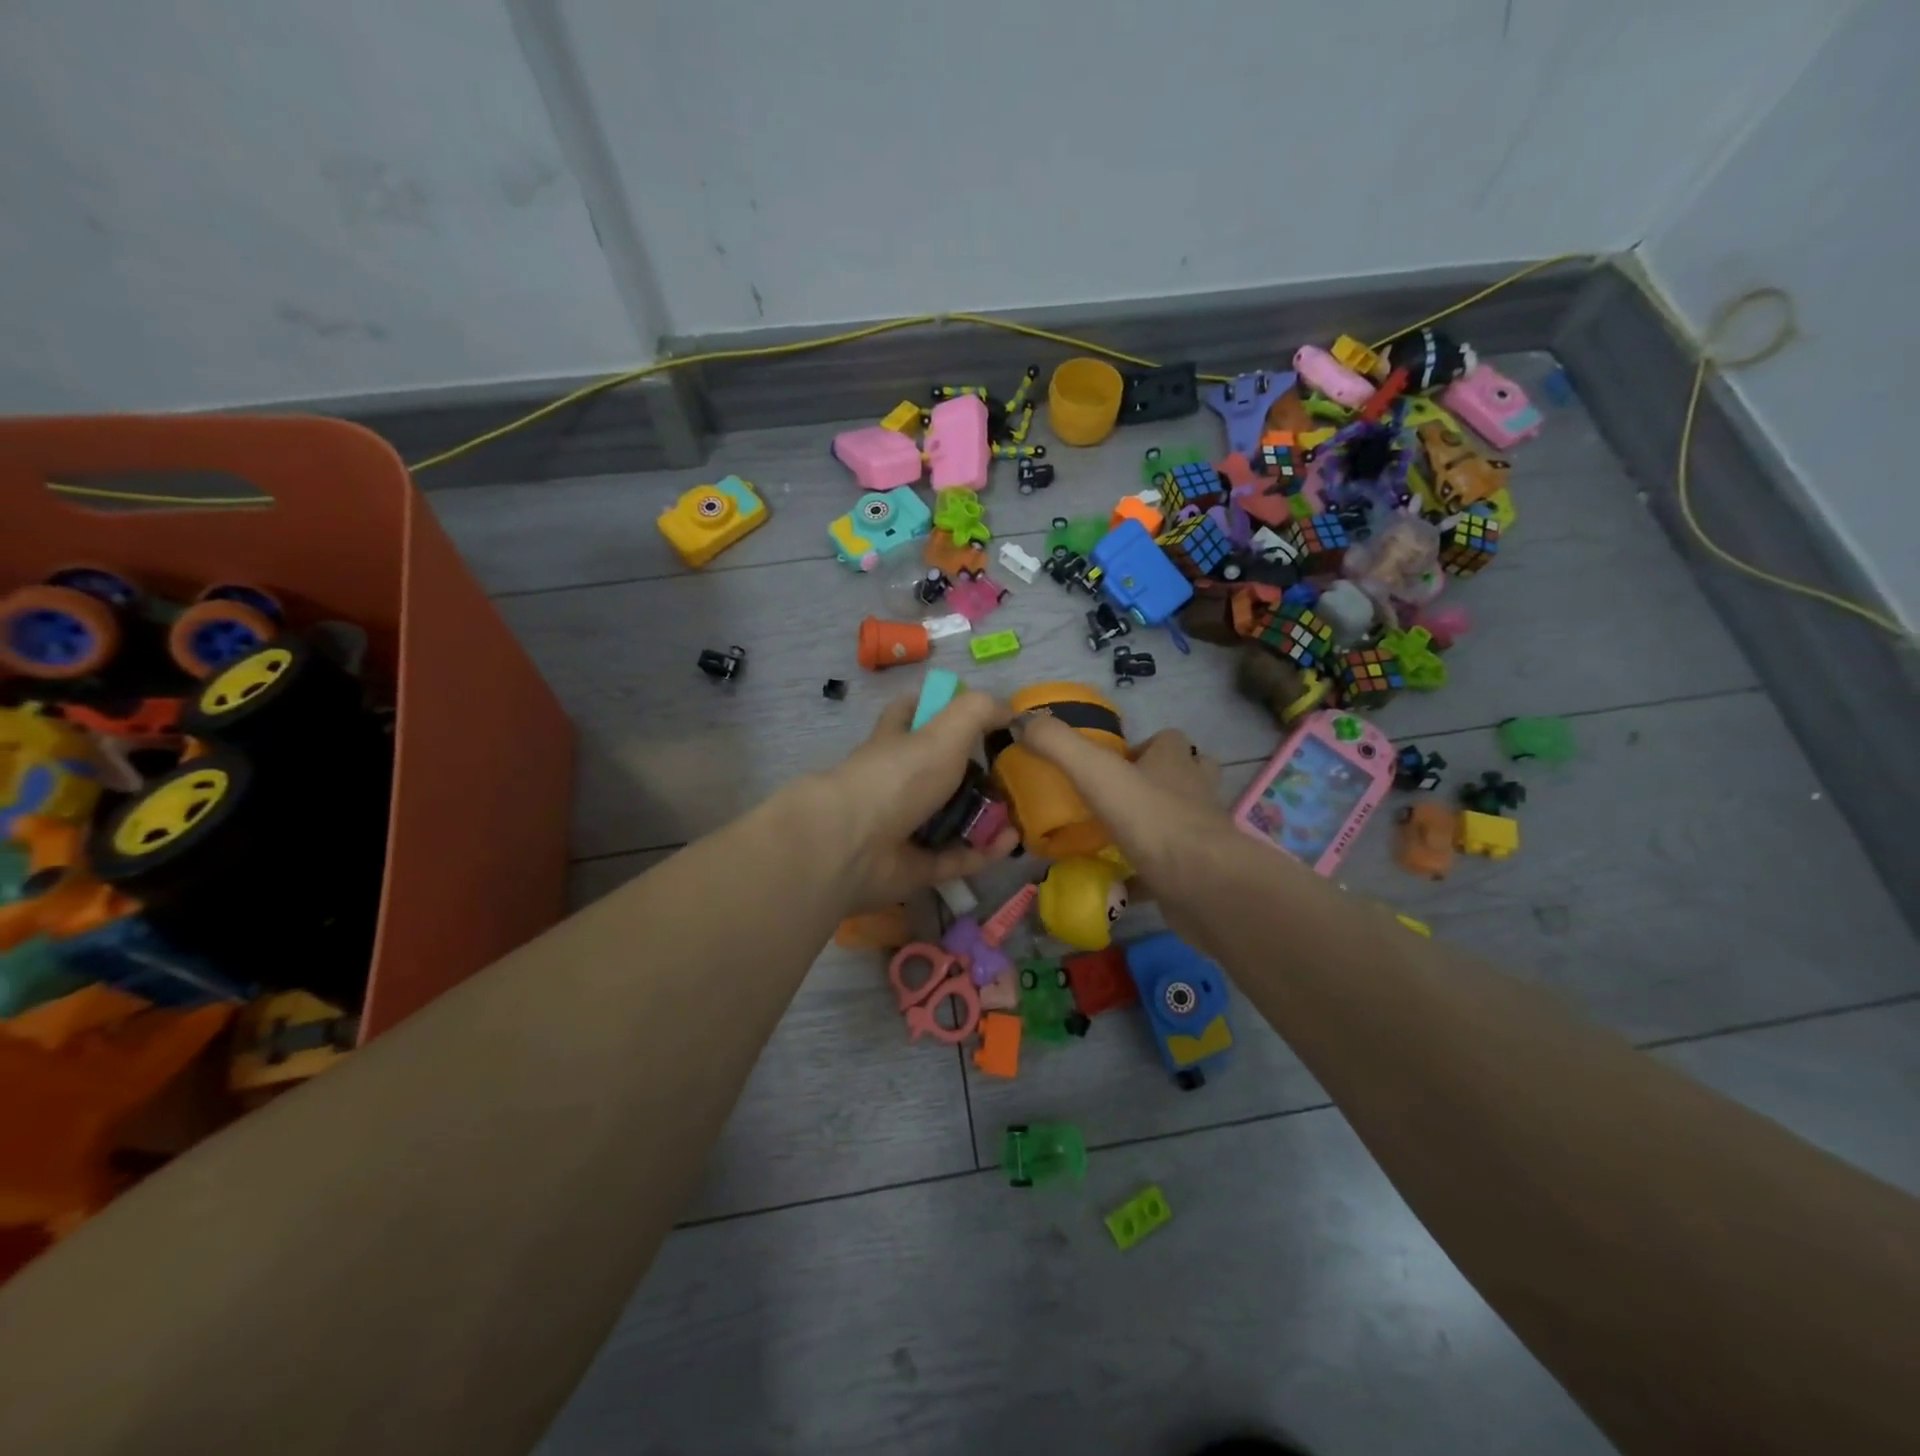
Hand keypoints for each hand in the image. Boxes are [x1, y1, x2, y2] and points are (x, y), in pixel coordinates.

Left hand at [808, 690, 1020, 911]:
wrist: (853, 845)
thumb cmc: (898, 777)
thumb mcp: (944, 730)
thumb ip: (978, 712)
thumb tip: (1009, 710)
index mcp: (895, 743)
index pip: (910, 715)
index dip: (936, 708)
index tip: (975, 714)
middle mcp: (897, 782)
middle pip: (938, 772)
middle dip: (975, 772)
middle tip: (1013, 773)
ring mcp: (904, 826)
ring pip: (951, 818)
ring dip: (985, 816)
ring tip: (1020, 811)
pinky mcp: (915, 866)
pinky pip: (957, 857)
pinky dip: (984, 851)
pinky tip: (1012, 841)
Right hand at [1015, 716, 1227, 903]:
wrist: (1203, 884)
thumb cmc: (1151, 819)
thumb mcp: (1095, 772)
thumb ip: (1057, 744)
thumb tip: (1021, 721)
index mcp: (1175, 762)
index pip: (1168, 740)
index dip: (1143, 747)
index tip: (1110, 765)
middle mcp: (1194, 792)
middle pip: (1183, 776)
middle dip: (1153, 783)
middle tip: (1114, 800)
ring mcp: (1202, 834)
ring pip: (1180, 820)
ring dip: (1154, 825)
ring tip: (1115, 838)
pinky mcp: (1200, 872)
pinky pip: (1171, 867)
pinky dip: (1149, 872)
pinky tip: (1120, 882)